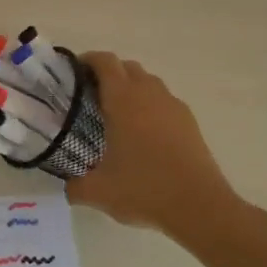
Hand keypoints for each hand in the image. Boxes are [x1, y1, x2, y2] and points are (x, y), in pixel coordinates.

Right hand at [66, 52, 248, 242]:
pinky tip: (144, 133)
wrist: (200, 207)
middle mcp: (149, 94)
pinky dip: (150, 106)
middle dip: (108, 73)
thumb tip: (66, 187)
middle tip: (91, 95)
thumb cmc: (144, 189)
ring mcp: (173, 106)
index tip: (73, 72)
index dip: (88, 60)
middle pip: (127, 67)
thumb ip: (74, 186)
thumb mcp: (98, 192)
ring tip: (117, 114)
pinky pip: (164, 101)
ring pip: (149, 82)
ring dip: (131, 88)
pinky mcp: (190, 122)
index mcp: (123, 100)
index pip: (105, 62)